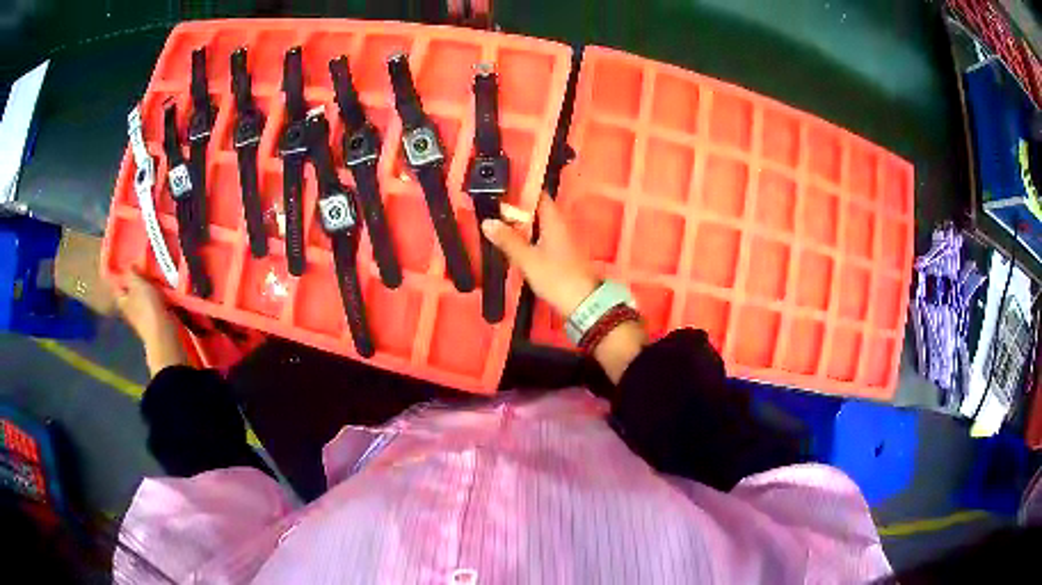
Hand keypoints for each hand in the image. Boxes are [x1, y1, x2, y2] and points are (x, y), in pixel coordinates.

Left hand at [113, 272, 187, 374]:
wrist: (163, 332)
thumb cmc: (147, 307)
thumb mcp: (138, 284)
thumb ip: (131, 273)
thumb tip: (128, 265)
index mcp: (121, 300)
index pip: (117, 284)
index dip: (120, 273)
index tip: (127, 261)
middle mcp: (128, 308)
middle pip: (129, 290)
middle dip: (134, 280)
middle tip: (142, 265)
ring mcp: (140, 315)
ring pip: (141, 296)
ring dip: (145, 288)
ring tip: (152, 275)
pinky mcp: (152, 319)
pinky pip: (151, 302)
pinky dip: (154, 295)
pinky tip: (160, 289)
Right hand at [482, 194, 647, 383]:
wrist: (582, 303)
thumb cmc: (556, 277)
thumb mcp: (528, 259)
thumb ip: (508, 240)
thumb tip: (487, 222)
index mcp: (553, 219)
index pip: (537, 194)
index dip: (519, 190)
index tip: (498, 191)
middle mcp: (559, 224)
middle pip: (535, 209)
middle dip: (514, 209)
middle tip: (490, 209)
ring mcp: (560, 238)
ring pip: (536, 224)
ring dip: (519, 224)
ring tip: (495, 223)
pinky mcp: (559, 252)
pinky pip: (540, 237)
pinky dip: (526, 237)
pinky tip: (511, 243)